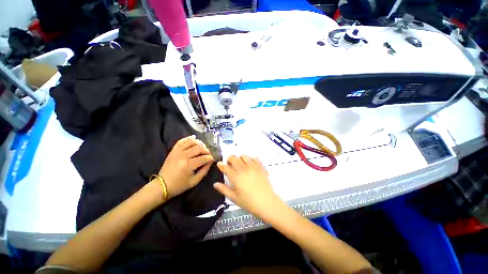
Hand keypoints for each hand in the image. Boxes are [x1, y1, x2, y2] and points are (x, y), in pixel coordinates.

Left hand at [159, 135, 213, 199]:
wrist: (162, 185)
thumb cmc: (179, 185)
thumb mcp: (195, 181)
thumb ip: (204, 170)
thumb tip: (210, 162)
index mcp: (188, 165)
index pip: (204, 158)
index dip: (210, 158)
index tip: (212, 160)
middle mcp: (183, 156)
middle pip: (199, 148)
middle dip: (206, 150)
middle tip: (208, 154)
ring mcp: (177, 151)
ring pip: (191, 142)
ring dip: (199, 143)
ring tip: (203, 148)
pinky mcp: (173, 150)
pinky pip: (181, 141)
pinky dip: (188, 138)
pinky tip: (194, 138)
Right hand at [213, 155, 281, 217]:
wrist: (267, 203)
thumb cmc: (249, 202)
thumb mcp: (234, 198)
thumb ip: (224, 190)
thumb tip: (215, 184)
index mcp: (235, 177)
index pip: (225, 167)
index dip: (221, 164)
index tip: (219, 164)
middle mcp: (243, 169)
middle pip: (234, 158)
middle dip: (229, 159)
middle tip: (229, 163)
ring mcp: (253, 166)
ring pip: (243, 156)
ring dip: (239, 158)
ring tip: (239, 163)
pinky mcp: (260, 166)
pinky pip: (254, 158)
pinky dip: (250, 159)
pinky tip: (249, 164)